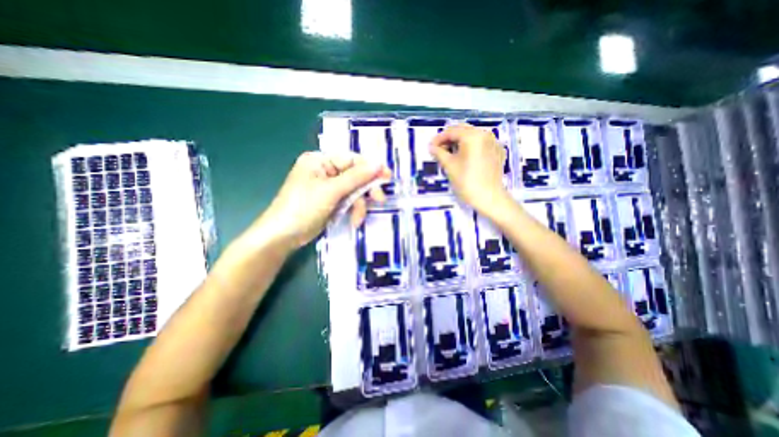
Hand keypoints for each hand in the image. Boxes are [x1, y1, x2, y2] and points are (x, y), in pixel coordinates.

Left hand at [248, 151, 392, 250]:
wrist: (283, 236)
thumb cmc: (303, 208)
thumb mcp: (332, 191)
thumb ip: (356, 177)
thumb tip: (379, 163)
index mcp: (320, 160)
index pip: (352, 159)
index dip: (371, 168)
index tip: (387, 177)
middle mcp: (325, 171)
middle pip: (354, 176)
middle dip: (365, 190)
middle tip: (379, 199)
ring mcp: (328, 187)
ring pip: (353, 191)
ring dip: (359, 205)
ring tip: (358, 219)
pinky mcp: (330, 201)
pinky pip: (348, 201)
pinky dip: (353, 211)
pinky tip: (353, 221)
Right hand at [428, 125, 507, 214]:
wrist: (489, 198)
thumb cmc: (467, 181)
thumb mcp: (449, 166)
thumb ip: (439, 153)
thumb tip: (431, 147)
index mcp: (472, 136)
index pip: (451, 131)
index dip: (438, 138)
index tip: (430, 147)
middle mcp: (485, 134)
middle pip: (463, 130)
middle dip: (449, 138)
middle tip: (439, 150)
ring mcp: (494, 142)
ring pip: (472, 136)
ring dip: (460, 142)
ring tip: (450, 154)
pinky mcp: (498, 151)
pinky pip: (481, 143)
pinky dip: (471, 147)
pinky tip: (465, 157)